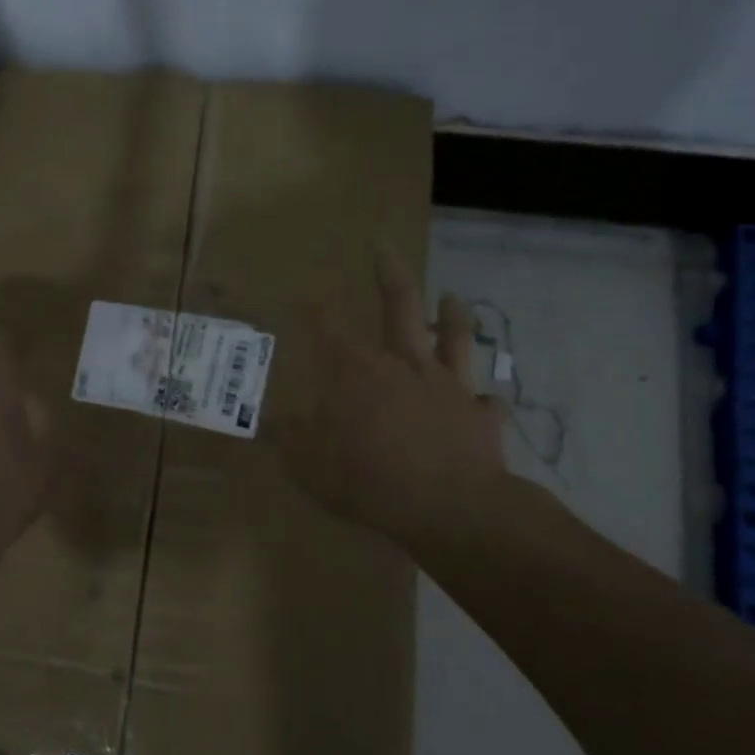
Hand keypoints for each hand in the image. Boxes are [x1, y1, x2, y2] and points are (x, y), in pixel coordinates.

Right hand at [280, 248, 513, 554]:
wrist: (450, 507)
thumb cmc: (369, 480)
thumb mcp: (310, 465)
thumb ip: (290, 438)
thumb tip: (268, 419)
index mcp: (356, 372)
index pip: (328, 326)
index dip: (314, 304)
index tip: (305, 288)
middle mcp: (403, 366)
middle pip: (399, 307)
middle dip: (390, 274)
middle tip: (386, 246)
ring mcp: (447, 386)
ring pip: (454, 338)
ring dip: (453, 315)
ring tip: (453, 296)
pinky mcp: (479, 415)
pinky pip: (485, 401)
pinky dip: (484, 399)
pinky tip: (486, 399)